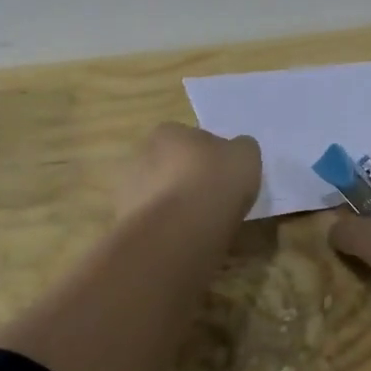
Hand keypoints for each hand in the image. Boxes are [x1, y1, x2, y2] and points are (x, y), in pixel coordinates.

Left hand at [114, 123, 261, 225]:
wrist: (180, 231)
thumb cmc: (215, 182)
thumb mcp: (246, 155)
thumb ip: (240, 149)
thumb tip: (234, 152)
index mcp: (168, 131)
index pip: (190, 138)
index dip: (208, 156)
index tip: (223, 175)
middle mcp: (140, 154)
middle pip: (169, 165)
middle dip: (185, 179)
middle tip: (210, 199)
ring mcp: (127, 189)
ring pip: (157, 194)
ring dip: (172, 204)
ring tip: (198, 224)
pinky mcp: (124, 222)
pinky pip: (151, 221)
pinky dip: (164, 228)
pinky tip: (182, 239)